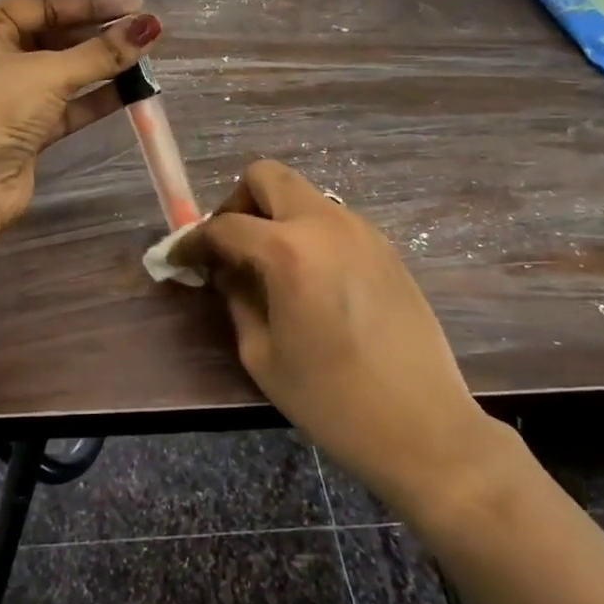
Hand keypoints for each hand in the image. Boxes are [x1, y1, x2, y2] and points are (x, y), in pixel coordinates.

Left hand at [0, 0, 162, 229]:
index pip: (45, 5)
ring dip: (103, 67)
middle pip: (56, 37)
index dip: (91, 5)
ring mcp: (11, 96)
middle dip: (99, 36)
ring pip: (65, 73)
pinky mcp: (28, 130)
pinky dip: (97, 98)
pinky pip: (69, 106)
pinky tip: (133, 91)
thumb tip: (150, 26)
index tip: (135, 5)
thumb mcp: (49, 73)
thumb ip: (101, 52)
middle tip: (145, 33)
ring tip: (146, 59)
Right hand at [180, 161, 492, 520]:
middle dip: (237, 203)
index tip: (179, 259)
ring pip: (303, 196)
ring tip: (268, 267)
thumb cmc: (332, 400)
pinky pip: (331, 220)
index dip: (194, 241)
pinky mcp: (385, 247)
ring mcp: (362, 230)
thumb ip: (237, 298)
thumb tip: (224, 270)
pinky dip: (306, 233)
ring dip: (275, 217)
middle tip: (230, 247)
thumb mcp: (263, 354)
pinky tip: (308, 280)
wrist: (424, 426)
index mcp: (289, 251)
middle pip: (268, 176)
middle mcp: (326, 223)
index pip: (226, 225)